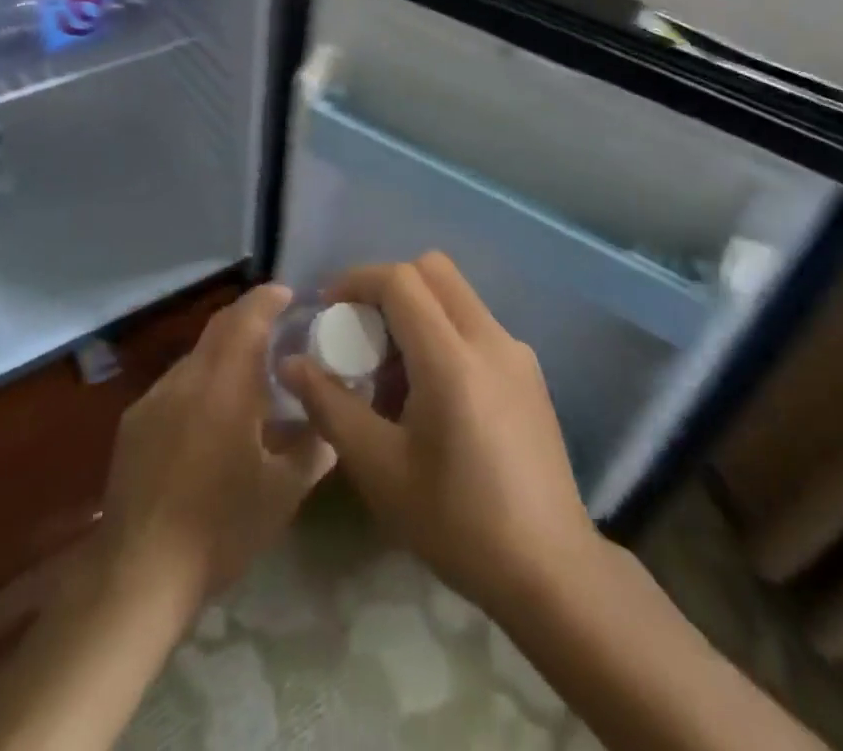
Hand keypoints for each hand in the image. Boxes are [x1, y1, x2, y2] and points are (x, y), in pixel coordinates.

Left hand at [97, 283, 334, 620]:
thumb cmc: (220, 529)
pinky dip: (200, 384)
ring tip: (248, 382)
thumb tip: (334, 419)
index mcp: (224, 385)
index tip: (290, 294)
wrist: (138, 576)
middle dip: (248, 319)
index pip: (246, 318)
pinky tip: (209, 421)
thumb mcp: (283, 493)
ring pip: (196, 358)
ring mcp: (154, 399)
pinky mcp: (133, 424)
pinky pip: (175, 386)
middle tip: (278, 330)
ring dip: (224, 355)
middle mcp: (186, 379)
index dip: (268, 299)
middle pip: (219, 328)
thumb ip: (315, 447)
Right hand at [280, 252, 600, 616]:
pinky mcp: (529, 372)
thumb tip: (291, 363)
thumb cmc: (457, 522)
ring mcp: (516, 352)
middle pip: (433, 270)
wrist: (551, 571)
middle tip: (361, 332)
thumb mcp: (379, 468)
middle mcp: (489, 338)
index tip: (328, 308)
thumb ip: (331, 405)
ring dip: (417, 310)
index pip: (401, 280)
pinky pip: (476, 325)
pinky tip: (432, 396)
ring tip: (392, 375)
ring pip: (456, 295)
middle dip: (388, 286)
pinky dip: (443, 332)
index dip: (357, 280)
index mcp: (452, 358)